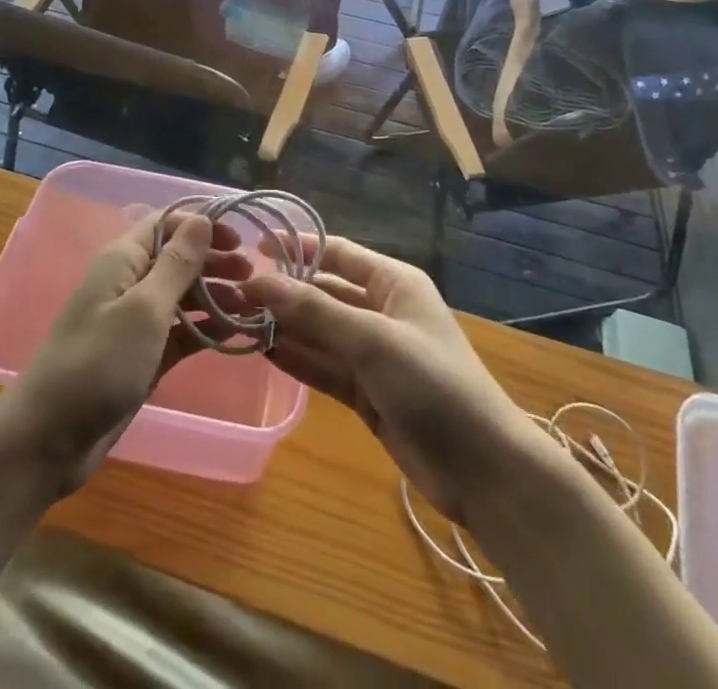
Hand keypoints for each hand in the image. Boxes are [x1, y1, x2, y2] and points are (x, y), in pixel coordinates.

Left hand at [0, 210, 250, 495]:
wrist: (49, 440)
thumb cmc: (97, 363)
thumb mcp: (144, 309)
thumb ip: (177, 264)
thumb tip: (202, 218)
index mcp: (124, 260)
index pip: (167, 223)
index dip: (203, 224)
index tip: (241, 239)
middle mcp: (130, 283)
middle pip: (178, 258)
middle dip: (214, 260)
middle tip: (252, 275)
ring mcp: (135, 322)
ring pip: (183, 295)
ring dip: (214, 295)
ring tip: (250, 304)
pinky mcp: (142, 356)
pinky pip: (180, 331)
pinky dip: (205, 329)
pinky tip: (233, 333)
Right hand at [243, 237, 535, 526]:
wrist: (483, 470)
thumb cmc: (434, 384)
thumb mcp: (373, 340)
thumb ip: (316, 312)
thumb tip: (260, 281)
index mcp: (393, 283)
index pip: (337, 253)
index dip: (298, 249)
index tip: (254, 248)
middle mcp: (381, 311)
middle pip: (324, 293)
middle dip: (284, 293)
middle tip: (234, 294)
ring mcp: (373, 354)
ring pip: (320, 332)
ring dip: (285, 327)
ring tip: (237, 321)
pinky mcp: (366, 393)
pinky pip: (324, 367)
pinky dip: (297, 360)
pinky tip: (262, 352)